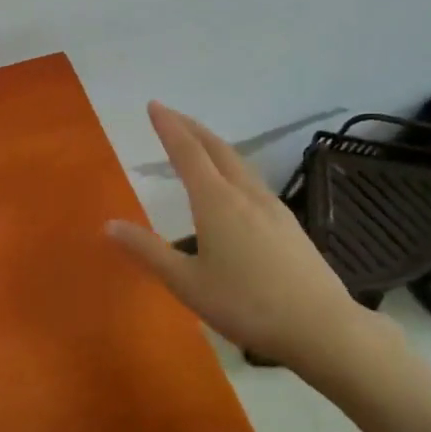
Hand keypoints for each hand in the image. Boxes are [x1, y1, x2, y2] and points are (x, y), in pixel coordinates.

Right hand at [107, 102, 360, 371]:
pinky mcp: (288, 222)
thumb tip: (109, 225)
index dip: (168, 127)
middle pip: (216, 148)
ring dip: (214, 145)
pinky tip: (234, 184)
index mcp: (216, 201)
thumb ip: (149, 251)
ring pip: (238, 161)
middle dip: (191, 127)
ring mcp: (272, 206)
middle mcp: (244, 193)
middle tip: (171, 115)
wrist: (321, 326)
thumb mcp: (187, 283)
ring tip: (198, 143)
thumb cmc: (246, 304)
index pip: (187, 152)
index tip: (154, 105)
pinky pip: (252, 179)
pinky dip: (232, 166)